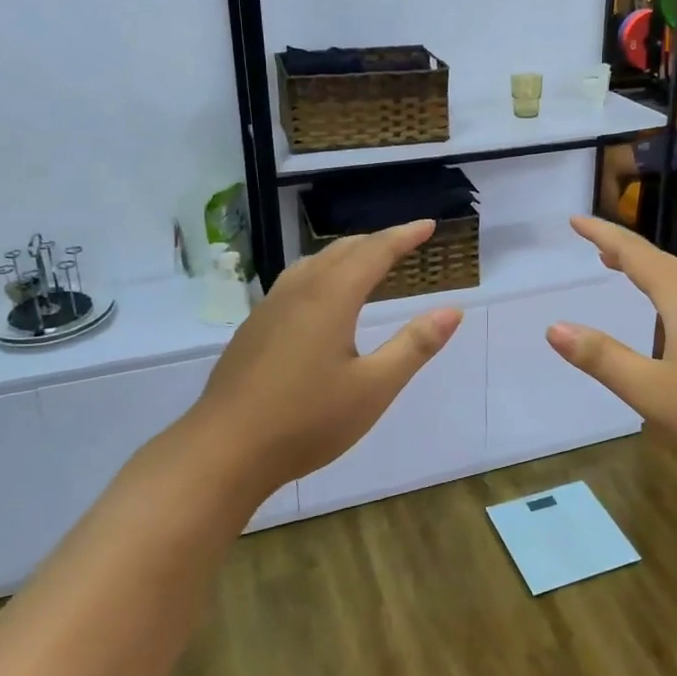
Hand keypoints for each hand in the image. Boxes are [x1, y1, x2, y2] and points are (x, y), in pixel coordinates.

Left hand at [184, 221, 461, 496]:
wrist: (224, 450)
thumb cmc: (307, 421)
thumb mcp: (374, 388)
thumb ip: (414, 346)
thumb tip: (452, 310)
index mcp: (331, 297)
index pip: (375, 252)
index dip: (404, 236)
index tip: (429, 225)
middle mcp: (298, 292)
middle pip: (342, 251)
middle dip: (377, 242)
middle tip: (405, 242)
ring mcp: (269, 308)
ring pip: (313, 263)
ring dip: (346, 255)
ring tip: (366, 262)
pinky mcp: (253, 329)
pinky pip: (295, 282)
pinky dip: (322, 273)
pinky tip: (320, 299)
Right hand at [546, 216, 676, 466]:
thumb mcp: (650, 391)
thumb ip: (601, 357)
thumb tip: (554, 328)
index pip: (635, 253)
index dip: (602, 234)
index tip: (575, 220)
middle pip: (661, 261)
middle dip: (625, 251)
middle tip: (596, 247)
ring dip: (650, 272)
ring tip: (625, 273)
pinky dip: (671, 293)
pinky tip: (671, 320)